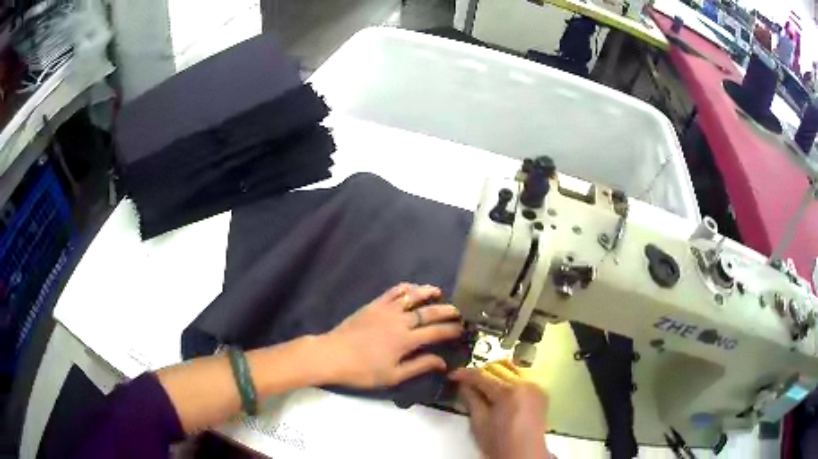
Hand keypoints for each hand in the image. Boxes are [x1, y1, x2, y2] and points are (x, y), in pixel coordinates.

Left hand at [318, 283, 462, 387]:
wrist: (332, 355)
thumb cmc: (363, 371)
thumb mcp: (393, 375)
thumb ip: (419, 366)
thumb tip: (442, 362)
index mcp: (406, 340)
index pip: (436, 332)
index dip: (451, 330)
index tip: (462, 329)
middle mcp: (400, 321)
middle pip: (428, 312)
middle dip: (446, 311)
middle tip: (458, 312)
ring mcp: (386, 310)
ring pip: (412, 296)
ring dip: (427, 293)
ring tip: (438, 292)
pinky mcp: (374, 305)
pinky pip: (393, 291)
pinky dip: (406, 288)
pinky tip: (412, 289)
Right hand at [450, 360, 552, 458]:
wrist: (524, 454)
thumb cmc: (499, 442)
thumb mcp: (479, 423)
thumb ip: (471, 399)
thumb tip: (463, 384)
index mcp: (509, 392)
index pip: (483, 376)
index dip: (465, 374)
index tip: (452, 375)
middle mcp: (525, 384)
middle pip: (498, 370)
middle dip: (480, 374)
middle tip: (465, 382)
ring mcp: (535, 387)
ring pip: (511, 371)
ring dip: (494, 376)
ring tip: (481, 386)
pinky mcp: (540, 393)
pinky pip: (521, 379)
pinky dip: (508, 381)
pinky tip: (499, 391)